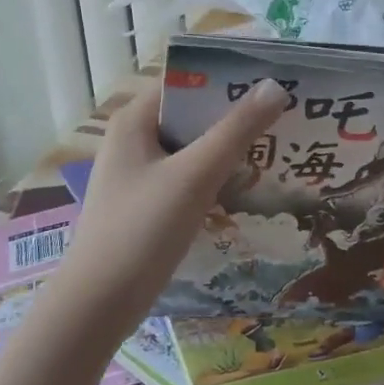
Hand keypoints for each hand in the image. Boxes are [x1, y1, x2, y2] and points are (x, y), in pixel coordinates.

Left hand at [54, 78, 288, 330]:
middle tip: (285, 115)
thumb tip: (275, 86)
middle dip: (234, 115)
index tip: (272, 81)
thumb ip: (235, 130)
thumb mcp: (194, 175)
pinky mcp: (147, 205)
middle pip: (191, 115)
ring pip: (192, 148)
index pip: (186, 81)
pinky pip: (187, 177)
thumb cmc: (142, 231)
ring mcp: (139, 175)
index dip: (227, 78)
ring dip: (228, 147)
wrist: (98, 306)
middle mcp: (133, 140)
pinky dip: (215, 176)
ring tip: (277, 146)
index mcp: (134, 121)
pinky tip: (248, 186)